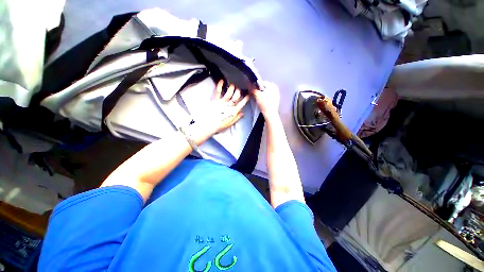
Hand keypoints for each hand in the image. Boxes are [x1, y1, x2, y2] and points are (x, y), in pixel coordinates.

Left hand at [190, 80, 249, 143]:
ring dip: (232, 88)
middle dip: (239, 92)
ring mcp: (222, 102)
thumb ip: (237, 117)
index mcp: (233, 111)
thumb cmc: (220, 125)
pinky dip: (220, 86)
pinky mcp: (216, 100)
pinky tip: (221, 81)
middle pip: (236, 97)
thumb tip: (242, 113)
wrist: (210, 124)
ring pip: (229, 93)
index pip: (241, 104)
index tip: (248, 95)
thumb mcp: (230, 123)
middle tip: (240, 89)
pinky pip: (218, 92)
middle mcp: (229, 105)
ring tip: (233, 85)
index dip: (245, 99)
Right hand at [251, 81, 279, 120]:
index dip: (255, 86)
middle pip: (264, 88)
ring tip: (257, 100)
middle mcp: (276, 90)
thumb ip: (252, 88)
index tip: (252, 91)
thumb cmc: (265, 104)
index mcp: (273, 86)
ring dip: (261, 96)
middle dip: (258, 91)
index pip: (261, 83)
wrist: (270, 115)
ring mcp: (276, 96)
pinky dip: (264, 100)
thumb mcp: (257, 95)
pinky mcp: (275, 102)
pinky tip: (261, 104)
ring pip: (265, 93)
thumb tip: (248, 83)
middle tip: (254, 96)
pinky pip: (268, 98)